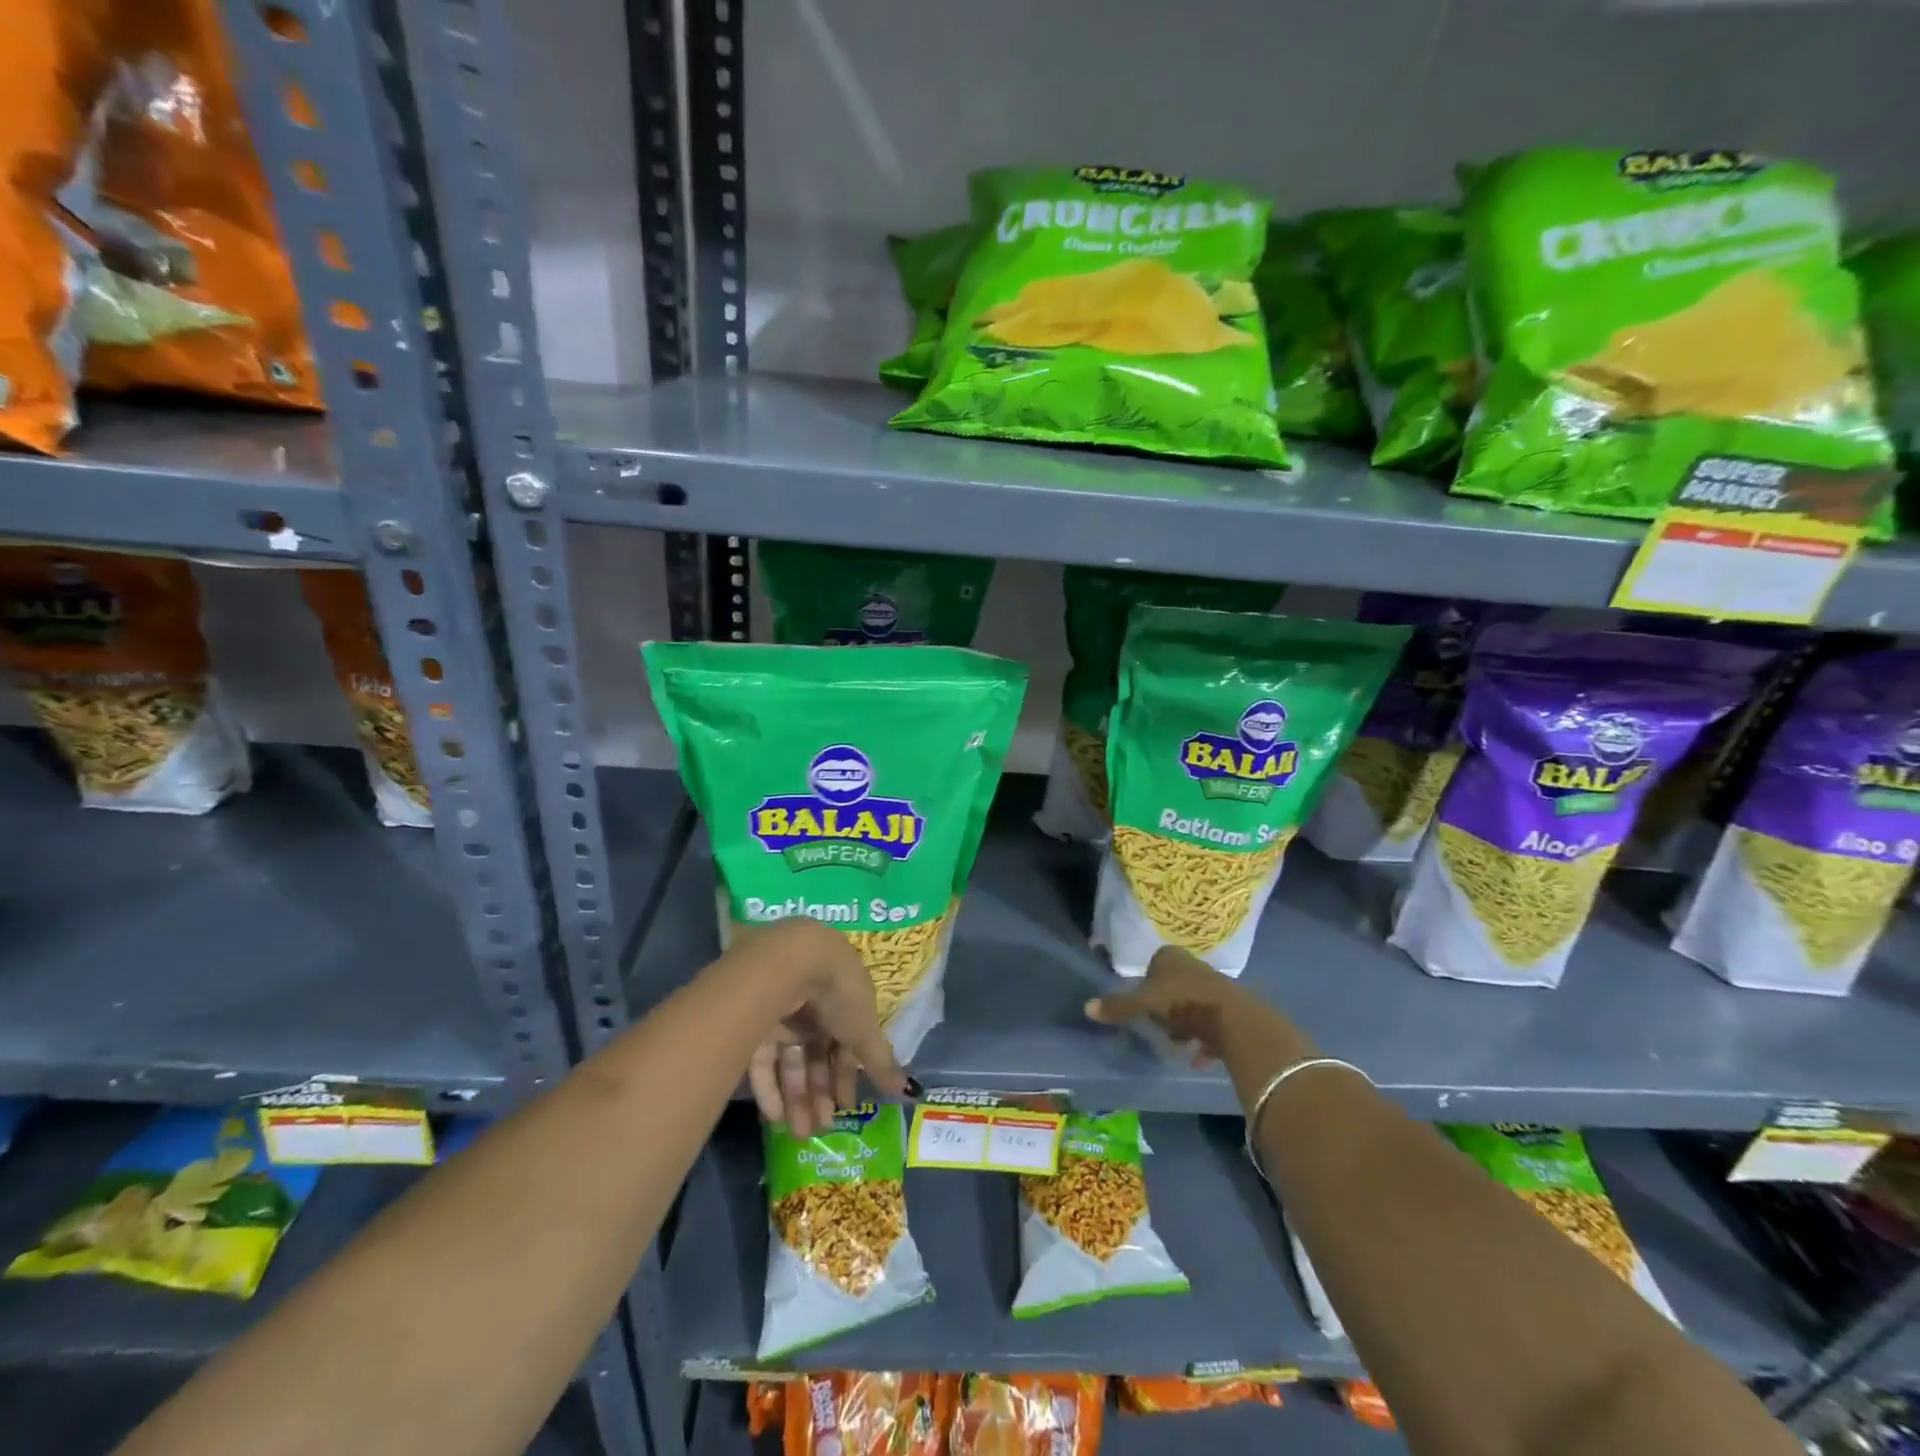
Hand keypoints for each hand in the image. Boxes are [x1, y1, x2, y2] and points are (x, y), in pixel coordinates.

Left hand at [742, 919, 913, 1137]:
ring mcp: (782, 1013)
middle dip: (820, 1094)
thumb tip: (911, 1092)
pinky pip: (763, 1059)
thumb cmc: (838, 992)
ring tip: (799, 1133)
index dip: (846, 1076)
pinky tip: (775, 1116)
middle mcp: (813, 1007)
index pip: (846, 1044)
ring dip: (796, 1098)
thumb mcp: (864, 1029)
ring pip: (789, 1061)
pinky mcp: (753, 1020)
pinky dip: (768, 1089)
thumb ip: (881, 1062)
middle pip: (816, 1056)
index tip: (846, 1107)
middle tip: (819, 1129)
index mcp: (843, 1001)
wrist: (791, 962)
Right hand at [1084, 946, 1257, 1066]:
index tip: (1144, 1006)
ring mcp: (1215, 986)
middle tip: (1160, 1026)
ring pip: (1192, 1004)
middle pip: (1174, 985)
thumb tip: (1087, 1007)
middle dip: (1166, 1007)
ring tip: (1179, 1044)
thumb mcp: (1143, 1004)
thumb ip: (1118, 1006)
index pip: (1154, 964)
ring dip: (1185, 1025)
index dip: (1147, 985)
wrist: (1233, 1019)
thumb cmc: (1182, 1002)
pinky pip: (1210, 1023)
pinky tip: (1197, 1057)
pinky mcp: (1231, 1008)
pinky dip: (1203, 1040)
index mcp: (1171, 957)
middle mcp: (1193, 966)